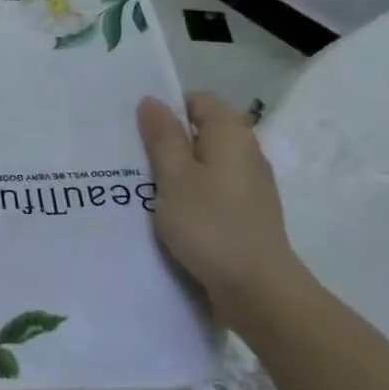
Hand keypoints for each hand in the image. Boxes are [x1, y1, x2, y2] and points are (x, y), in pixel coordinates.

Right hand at [137, 92, 302, 329]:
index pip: (198, 100)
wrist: (257, 289)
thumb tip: (152, 101)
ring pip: (205, 163)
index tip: (136, 127)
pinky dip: (189, 193)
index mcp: (231, 135)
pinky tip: (167, 212)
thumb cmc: (210, 224)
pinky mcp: (246, 213)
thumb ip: (162, 137)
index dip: (167, 107)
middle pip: (201, 131)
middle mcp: (246, 153)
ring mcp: (249, 185)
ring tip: (141, 185)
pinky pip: (211, 189)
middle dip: (167, 140)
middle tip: (131, 155)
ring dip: (175, 170)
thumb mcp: (174, 176)